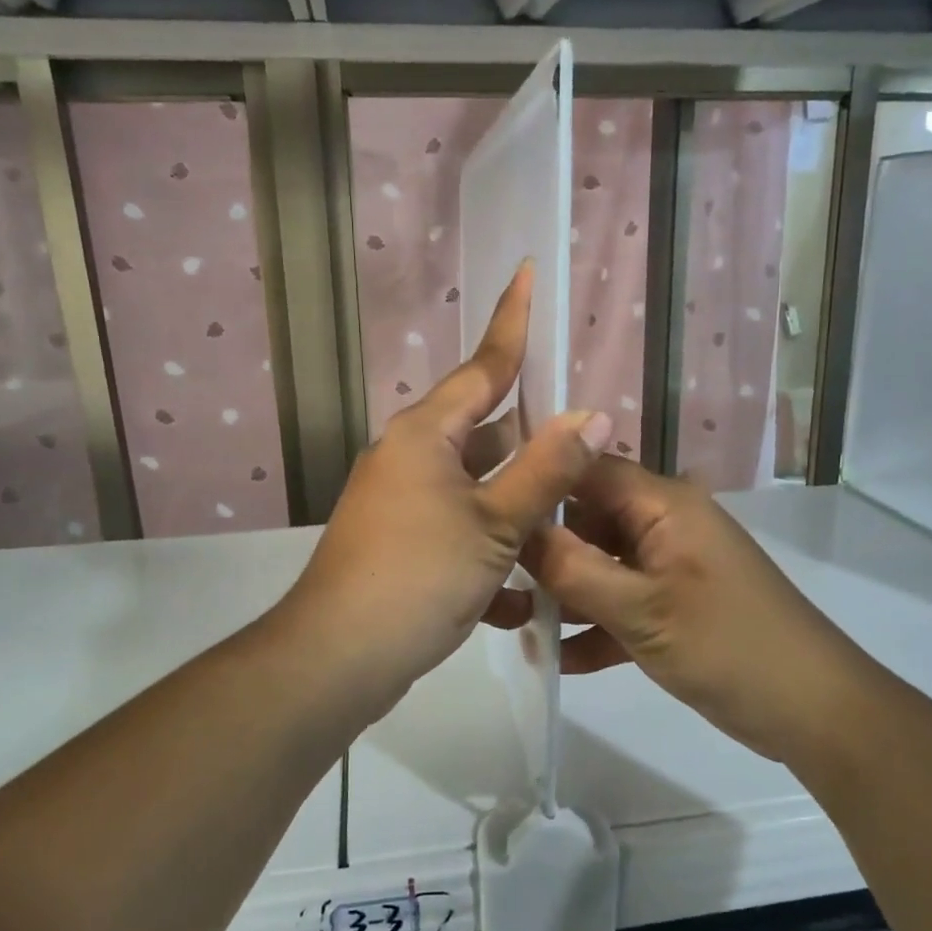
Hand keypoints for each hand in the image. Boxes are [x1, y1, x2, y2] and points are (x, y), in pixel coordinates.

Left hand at [279, 263, 612, 715]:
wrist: (339, 657)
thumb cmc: (419, 575)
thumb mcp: (495, 523)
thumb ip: (546, 470)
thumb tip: (592, 414)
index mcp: (426, 434)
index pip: (483, 365)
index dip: (513, 321)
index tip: (528, 273)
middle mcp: (410, 458)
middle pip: (483, 429)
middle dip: (531, 434)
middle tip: (582, 428)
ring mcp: (402, 503)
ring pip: (476, 487)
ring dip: (518, 504)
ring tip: (570, 514)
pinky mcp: (402, 545)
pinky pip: (459, 532)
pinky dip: (490, 554)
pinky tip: (523, 596)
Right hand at [519, 458, 881, 759]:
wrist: (814, 711)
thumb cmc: (728, 646)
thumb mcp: (641, 610)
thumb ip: (573, 569)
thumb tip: (516, 530)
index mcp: (663, 505)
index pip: (588, 468)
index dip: (538, 478)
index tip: (485, 502)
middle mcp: (664, 525)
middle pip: (588, 519)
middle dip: (542, 548)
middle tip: (489, 574)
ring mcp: (669, 568)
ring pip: (599, 566)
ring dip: (562, 594)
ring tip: (510, 621)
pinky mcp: (672, 607)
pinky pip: (620, 604)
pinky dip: (593, 627)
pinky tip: (555, 659)